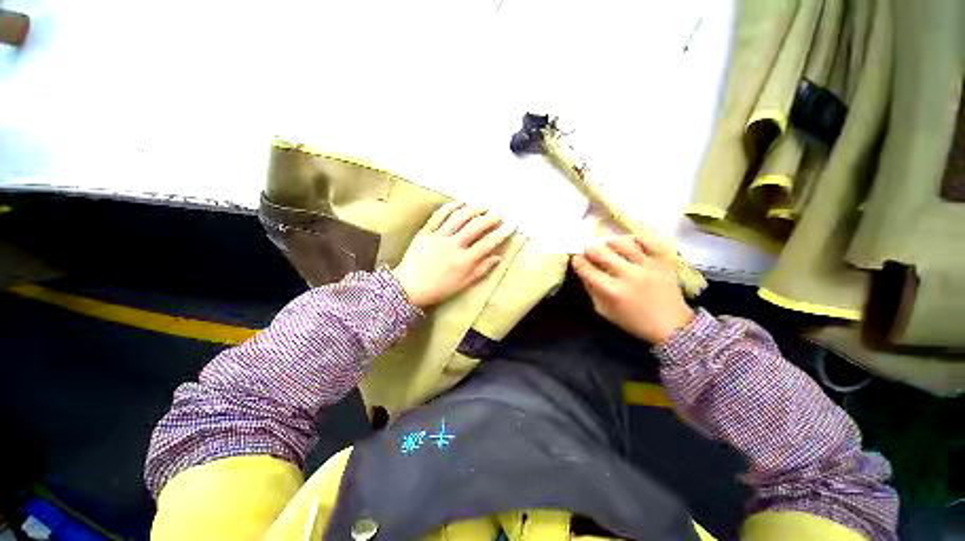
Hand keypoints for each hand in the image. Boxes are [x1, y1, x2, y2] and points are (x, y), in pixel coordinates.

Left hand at [393, 203, 513, 308]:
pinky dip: (450, 206)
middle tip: (498, 214)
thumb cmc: (439, 289)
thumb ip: (481, 269)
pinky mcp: (425, 232)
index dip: (502, 233)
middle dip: (490, 217)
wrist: (409, 287)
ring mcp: (438, 237)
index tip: (511, 225)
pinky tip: (460, 203)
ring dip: (474, 209)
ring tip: (483, 206)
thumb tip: (498, 257)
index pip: (488, 243)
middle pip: (476, 226)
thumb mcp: (464, 284)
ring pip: (459, 217)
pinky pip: (439, 215)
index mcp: (464, 261)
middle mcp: (453, 245)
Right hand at [572, 235, 693, 344]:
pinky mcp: (662, 262)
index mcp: (612, 291)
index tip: (576, 259)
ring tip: (608, 245)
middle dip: (589, 249)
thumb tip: (584, 272)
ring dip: (610, 242)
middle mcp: (628, 275)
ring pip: (622, 243)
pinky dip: (635, 239)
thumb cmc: (633, 321)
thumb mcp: (605, 311)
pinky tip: (629, 242)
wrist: (672, 325)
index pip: (587, 269)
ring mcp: (647, 266)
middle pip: (601, 253)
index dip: (578, 261)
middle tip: (588, 250)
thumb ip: (592, 290)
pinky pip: (647, 241)